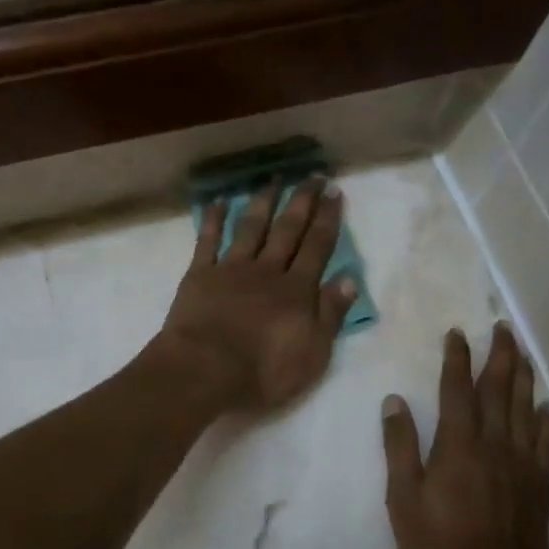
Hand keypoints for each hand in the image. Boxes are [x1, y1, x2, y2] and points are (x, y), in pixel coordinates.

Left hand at [156, 179, 358, 412]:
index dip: (328, 219)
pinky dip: (214, 218)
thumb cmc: (264, 372)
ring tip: (274, 178)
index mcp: (297, 291)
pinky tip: (220, 200)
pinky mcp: (200, 275)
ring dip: (264, 202)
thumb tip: (349, 280)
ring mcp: (231, 269)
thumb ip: (330, 315)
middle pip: (288, 230)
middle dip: (302, 202)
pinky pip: (207, 240)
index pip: (318, 247)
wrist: (204, 370)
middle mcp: (267, 271)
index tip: (335, 192)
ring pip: (251, 228)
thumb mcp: (313, 353)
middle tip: (313, 176)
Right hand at [381, 324, 548, 548]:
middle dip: (499, 355)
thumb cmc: (438, 548)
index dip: (457, 359)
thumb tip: (394, 402)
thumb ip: (400, 448)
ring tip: (522, 351)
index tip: (458, 333)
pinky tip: (544, 405)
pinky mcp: (540, 484)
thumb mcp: (403, 501)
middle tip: (503, 327)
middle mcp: (494, 445)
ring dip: (523, 376)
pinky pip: (545, 442)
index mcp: (458, 446)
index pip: (458, 390)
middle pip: (499, 390)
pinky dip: (545, 419)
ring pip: (524, 408)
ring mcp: (522, 464)